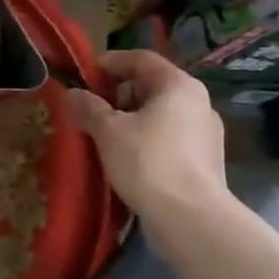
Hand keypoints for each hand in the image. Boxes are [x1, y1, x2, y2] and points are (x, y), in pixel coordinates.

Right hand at [65, 49, 229, 214]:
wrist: (191, 219)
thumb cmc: (147, 162)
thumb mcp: (108, 131)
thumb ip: (88, 107)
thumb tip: (72, 93)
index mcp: (178, 85)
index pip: (141, 59)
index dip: (110, 63)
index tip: (85, 75)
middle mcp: (199, 103)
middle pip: (152, 86)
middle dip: (119, 93)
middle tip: (91, 107)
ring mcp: (206, 133)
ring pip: (161, 114)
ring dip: (131, 118)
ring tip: (105, 135)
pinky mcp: (205, 161)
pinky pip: (169, 138)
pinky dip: (146, 139)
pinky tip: (127, 158)